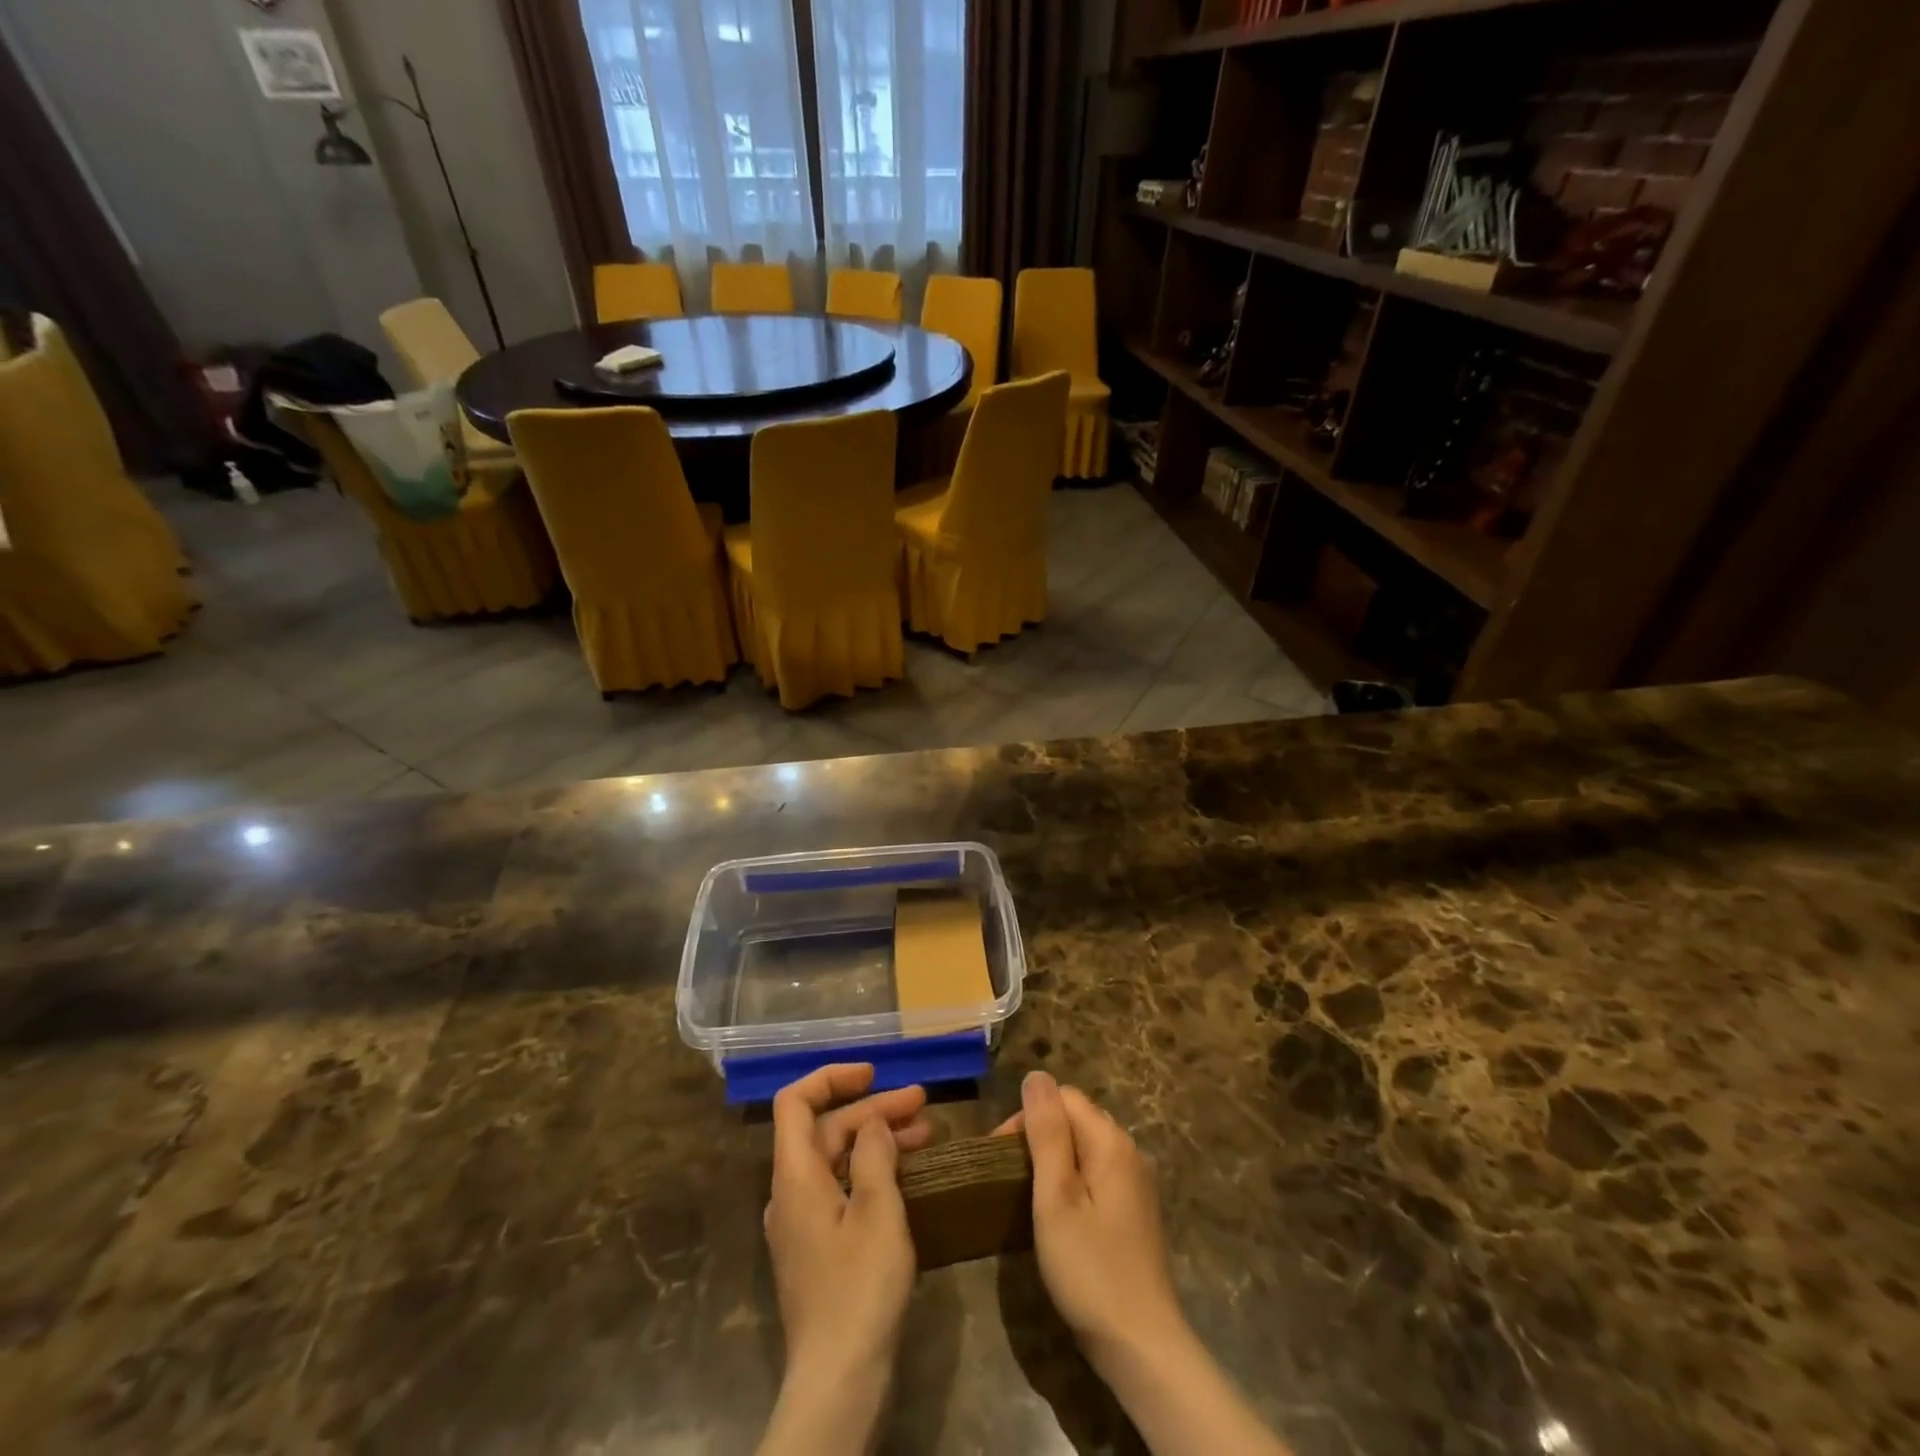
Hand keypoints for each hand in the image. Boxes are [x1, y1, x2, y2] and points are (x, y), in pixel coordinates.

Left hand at [759, 1064, 927, 1454]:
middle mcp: (790, 1193)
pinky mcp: (819, 1249)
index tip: (874, 1073)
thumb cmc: (859, 1288)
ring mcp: (803, 1223)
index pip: (795, 1102)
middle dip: (873, 1110)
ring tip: (927, 1133)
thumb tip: (873, 1123)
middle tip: (923, 1104)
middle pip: (825, 1130)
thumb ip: (875, 1155)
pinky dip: (872, 1172)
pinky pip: (842, 1190)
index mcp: (795, 1176)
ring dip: (878, 1140)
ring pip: (837, 1160)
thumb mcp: (878, 1211)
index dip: (831, 1077)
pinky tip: (908, 1176)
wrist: (838, 1382)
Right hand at [995, 1071, 1187, 1376]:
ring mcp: (1137, 1180)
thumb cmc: (1090, 1270)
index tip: (1000, 1157)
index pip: (1062, 1097)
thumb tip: (1036, 1076)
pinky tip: (1059, 1214)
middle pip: (1075, 1118)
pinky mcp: (1136, 1209)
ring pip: (1085, 1146)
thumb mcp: (1056, 1198)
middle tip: (1010, 1180)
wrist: (1142, 1346)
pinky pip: (1097, 1172)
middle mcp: (1130, 1150)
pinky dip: (1073, 1180)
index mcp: (1111, 1141)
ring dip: (1054, 1160)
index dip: (1027, 1117)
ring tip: (1028, 1196)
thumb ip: (1047, 1133)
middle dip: (1039, 1135)